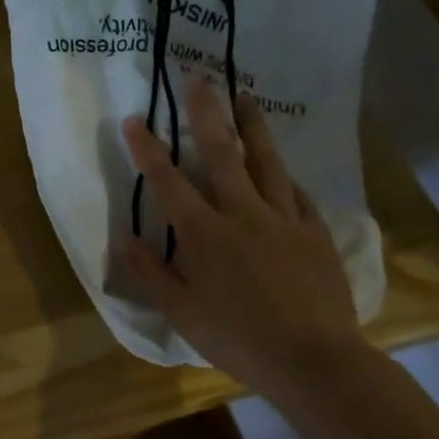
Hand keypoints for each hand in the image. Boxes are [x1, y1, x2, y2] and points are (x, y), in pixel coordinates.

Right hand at [121, 78, 370, 402]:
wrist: (315, 360)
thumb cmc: (238, 338)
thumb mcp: (180, 312)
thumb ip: (150, 271)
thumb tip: (123, 236)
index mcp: (204, 232)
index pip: (168, 181)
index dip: (147, 148)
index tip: (133, 119)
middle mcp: (242, 213)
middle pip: (221, 152)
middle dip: (205, 112)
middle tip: (198, 77)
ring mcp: (284, 219)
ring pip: (266, 161)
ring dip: (252, 126)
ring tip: (245, 96)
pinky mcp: (315, 233)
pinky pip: (298, 194)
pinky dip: (285, 176)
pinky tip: (284, 168)